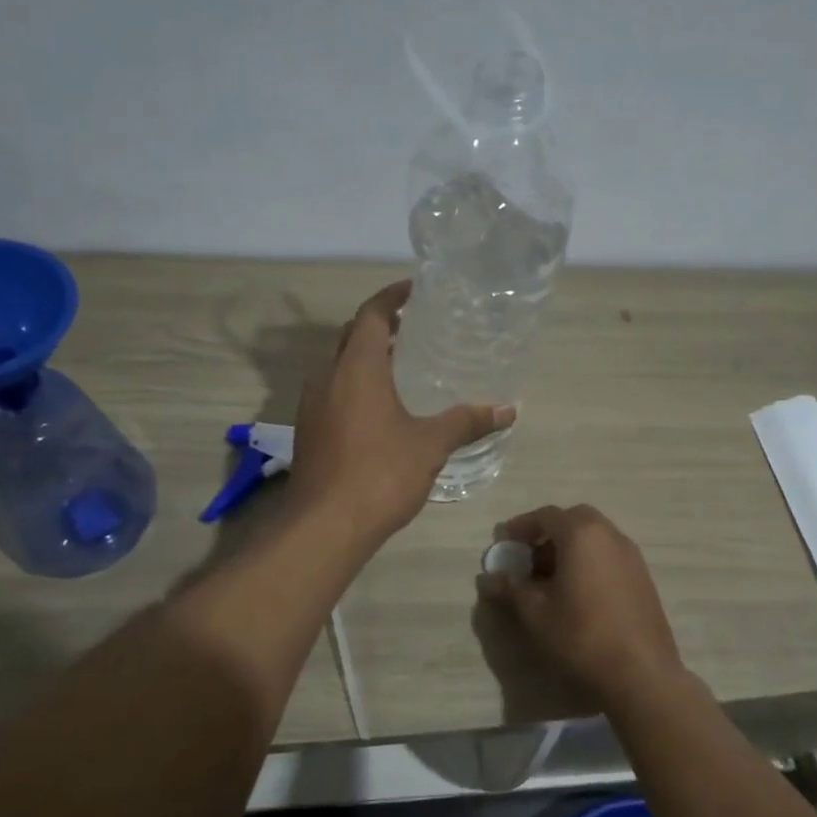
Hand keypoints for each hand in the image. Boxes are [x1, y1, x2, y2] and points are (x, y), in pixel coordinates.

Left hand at [288, 281, 513, 543]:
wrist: (324, 526)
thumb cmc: (380, 474)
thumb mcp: (430, 445)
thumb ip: (467, 422)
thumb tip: (508, 410)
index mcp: (357, 368)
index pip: (371, 314)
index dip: (392, 297)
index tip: (414, 290)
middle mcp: (327, 377)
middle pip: (352, 337)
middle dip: (380, 326)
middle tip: (414, 328)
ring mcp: (312, 405)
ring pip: (338, 366)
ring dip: (366, 359)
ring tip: (401, 367)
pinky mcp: (308, 431)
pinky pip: (332, 393)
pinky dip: (354, 386)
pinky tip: (378, 410)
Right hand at [476, 504, 682, 701]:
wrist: (641, 674)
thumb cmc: (581, 636)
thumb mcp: (536, 613)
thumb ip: (511, 589)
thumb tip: (487, 578)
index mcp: (582, 535)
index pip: (546, 516)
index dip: (521, 526)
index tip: (505, 542)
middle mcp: (610, 535)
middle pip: (574, 520)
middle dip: (548, 533)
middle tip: (529, 558)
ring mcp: (631, 556)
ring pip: (594, 537)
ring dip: (570, 547)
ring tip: (550, 579)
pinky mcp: (643, 578)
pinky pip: (609, 555)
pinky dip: (589, 561)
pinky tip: (577, 593)